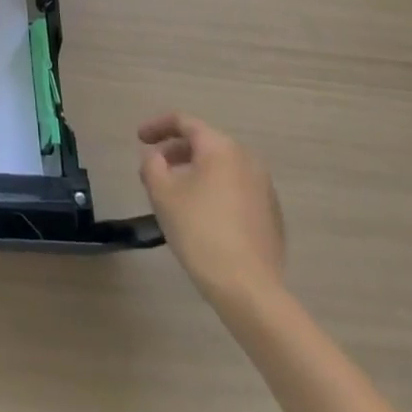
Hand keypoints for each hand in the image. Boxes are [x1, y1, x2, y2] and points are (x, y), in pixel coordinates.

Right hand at [139, 114, 285, 305]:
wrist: (248, 288)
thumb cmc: (199, 231)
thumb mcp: (161, 192)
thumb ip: (152, 164)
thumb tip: (157, 157)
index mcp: (220, 148)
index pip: (184, 122)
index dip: (157, 126)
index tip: (139, 139)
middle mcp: (247, 160)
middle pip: (205, 143)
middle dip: (176, 151)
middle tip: (154, 168)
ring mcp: (264, 188)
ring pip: (222, 167)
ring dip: (195, 171)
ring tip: (175, 192)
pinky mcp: (272, 215)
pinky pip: (236, 189)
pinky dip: (215, 190)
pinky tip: (202, 215)